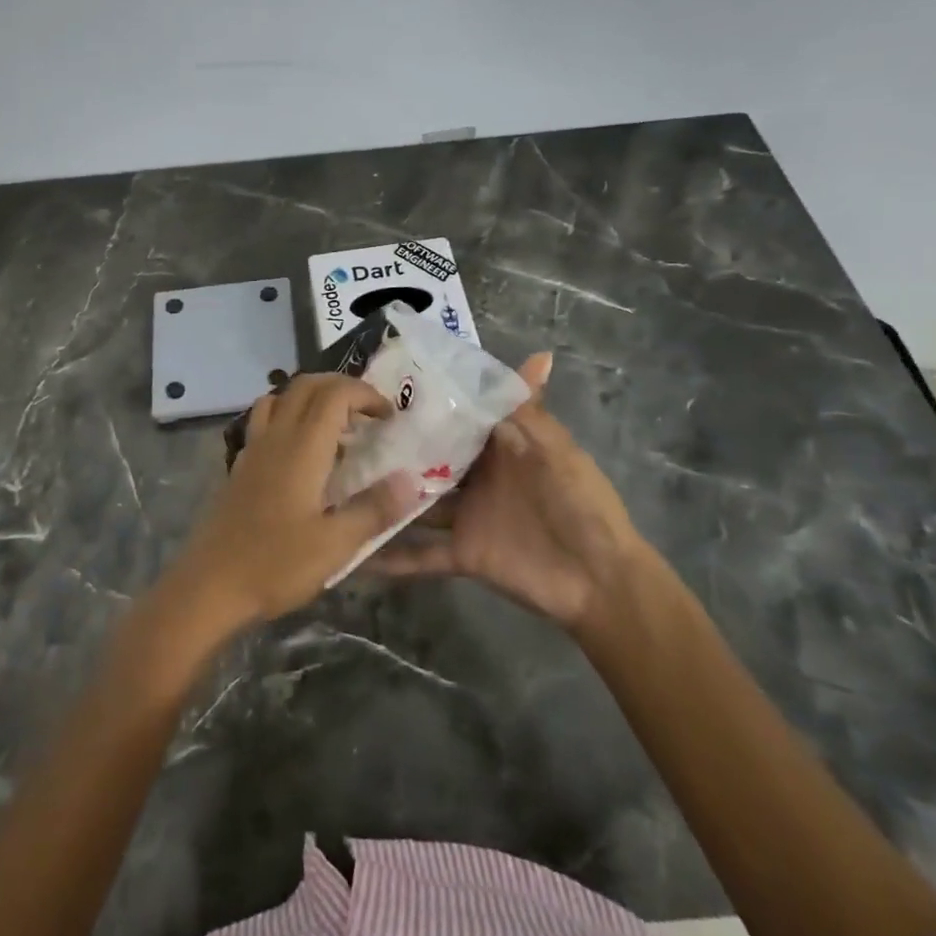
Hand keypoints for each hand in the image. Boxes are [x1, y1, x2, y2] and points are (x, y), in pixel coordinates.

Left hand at [166, 374, 409, 632]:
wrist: (209, 586)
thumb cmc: (275, 565)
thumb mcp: (335, 545)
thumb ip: (373, 509)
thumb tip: (412, 480)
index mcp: (302, 448)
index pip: (335, 394)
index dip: (365, 394)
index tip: (389, 416)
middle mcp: (275, 437)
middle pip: (306, 385)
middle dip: (342, 387)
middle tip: (369, 412)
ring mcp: (253, 449)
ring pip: (281, 397)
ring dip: (312, 397)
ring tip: (336, 426)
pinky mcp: (240, 466)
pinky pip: (265, 421)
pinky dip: (289, 416)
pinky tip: (301, 452)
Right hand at [370, 354, 642, 633]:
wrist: (601, 580)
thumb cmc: (581, 503)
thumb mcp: (557, 451)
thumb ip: (530, 411)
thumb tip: (538, 354)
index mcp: (500, 446)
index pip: (457, 417)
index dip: (426, 401)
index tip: (384, 383)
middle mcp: (476, 476)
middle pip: (429, 456)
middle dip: (395, 444)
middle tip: (343, 429)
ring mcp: (466, 515)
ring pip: (416, 501)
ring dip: (385, 495)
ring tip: (334, 481)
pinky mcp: (463, 553)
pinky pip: (421, 555)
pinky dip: (392, 558)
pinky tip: (354, 551)